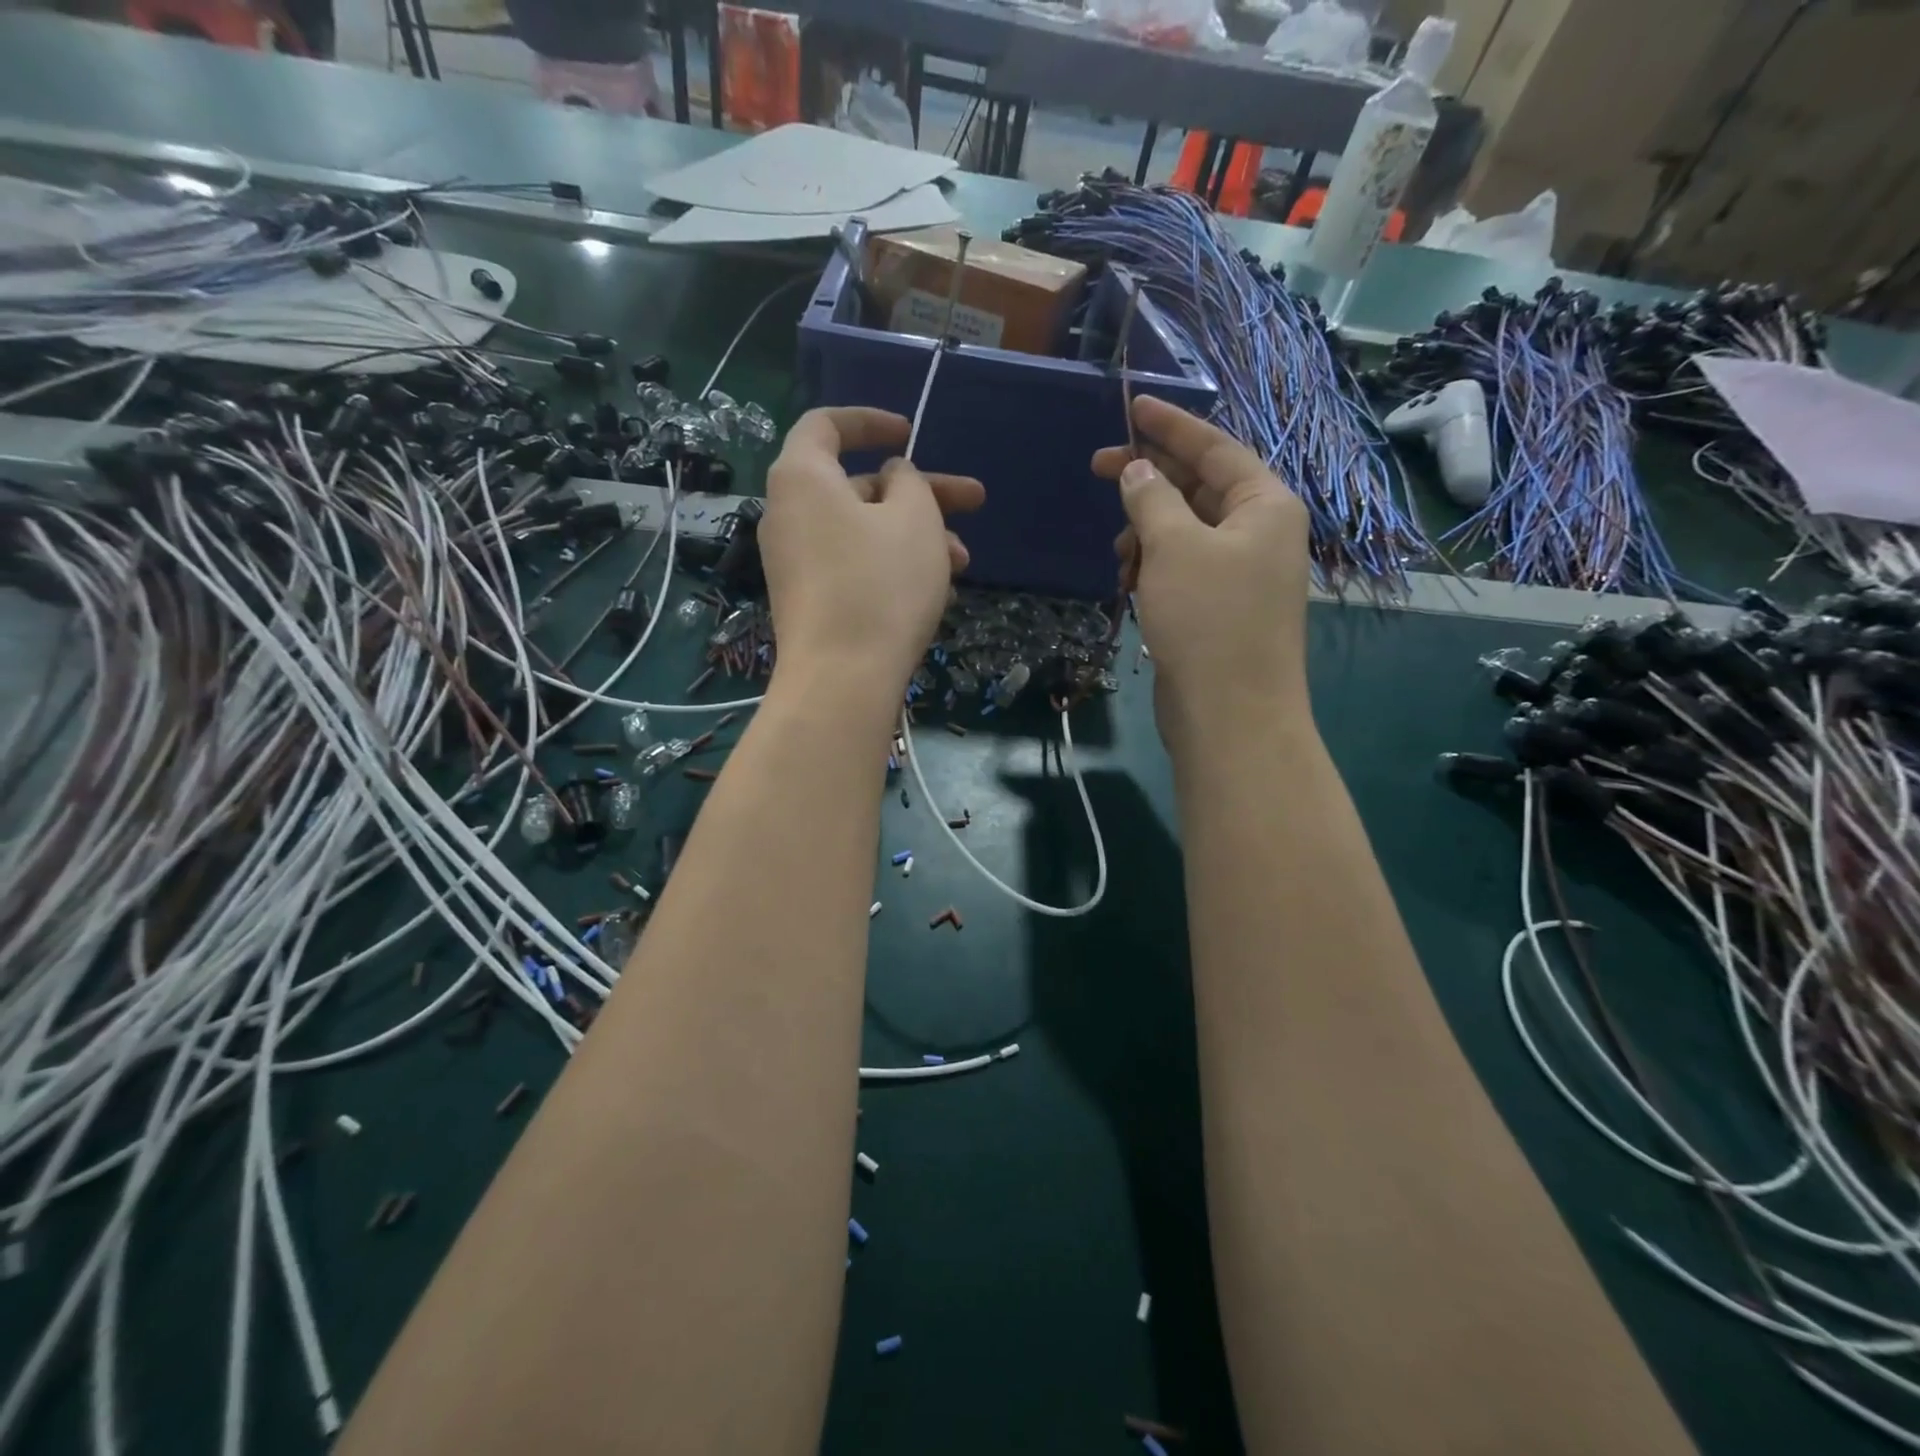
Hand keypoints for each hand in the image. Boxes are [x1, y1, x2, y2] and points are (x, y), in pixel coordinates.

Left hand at [762, 407, 983, 716]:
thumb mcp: (914, 519)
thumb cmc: (881, 585)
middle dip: (922, 494)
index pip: (827, 425)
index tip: (911, 433)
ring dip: (917, 538)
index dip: (871, 421)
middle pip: (859, 486)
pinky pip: (854, 566)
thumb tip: (893, 478)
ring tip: (963, 563)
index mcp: (803, 477)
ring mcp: (797, 562)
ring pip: (864, 532)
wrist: (841, 681)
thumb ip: (910, 483)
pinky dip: (893, 566)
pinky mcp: (809, 601)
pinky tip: (937, 592)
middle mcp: (789, 515)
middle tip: (974, 501)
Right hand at [1092, 395, 1310, 751]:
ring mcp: (1240, 572)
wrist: (1230, 714)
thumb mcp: (1174, 547)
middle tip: (1099, 469)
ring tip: (1120, 553)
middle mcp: (1259, 532)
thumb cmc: (1208, 619)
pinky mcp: (1219, 607)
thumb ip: (1152, 498)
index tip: (1131, 407)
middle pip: (1199, 486)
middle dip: (1150, 480)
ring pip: (1185, 530)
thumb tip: (1136, 470)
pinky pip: (1182, 567)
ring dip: (1147, 531)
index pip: (1215, 447)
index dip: (1171, 425)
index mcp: (1265, 504)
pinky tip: (1129, 579)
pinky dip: (1154, 565)